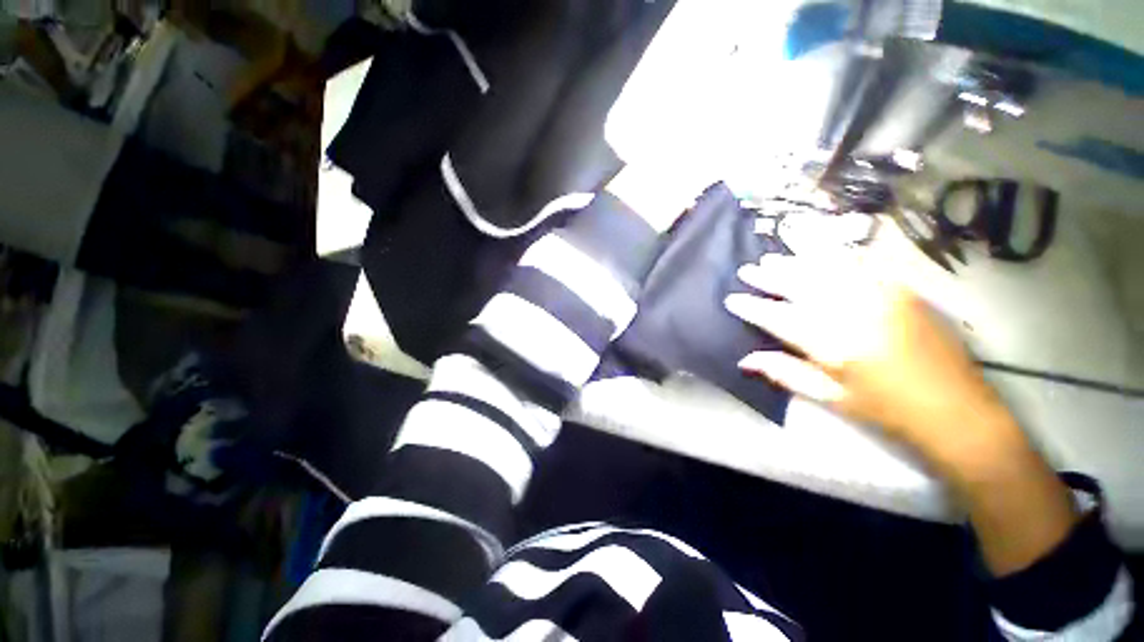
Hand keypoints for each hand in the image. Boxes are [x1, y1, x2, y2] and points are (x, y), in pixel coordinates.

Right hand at [725, 253, 1077, 574]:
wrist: (957, 412)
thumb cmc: (887, 411)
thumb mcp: (830, 399)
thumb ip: (785, 373)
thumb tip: (745, 359)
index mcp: (832, 345)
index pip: (778, 317)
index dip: (752, 307)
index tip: (732, 300)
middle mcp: (853, 313)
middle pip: (801, 285)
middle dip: (769, 276)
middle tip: (748, 270)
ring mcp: (881, 298)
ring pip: (828, 269)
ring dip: (797, 260)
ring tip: (775, 255)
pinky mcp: (903, 292)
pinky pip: (863, 264)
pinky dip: (837, 255)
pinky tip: (822, 250)